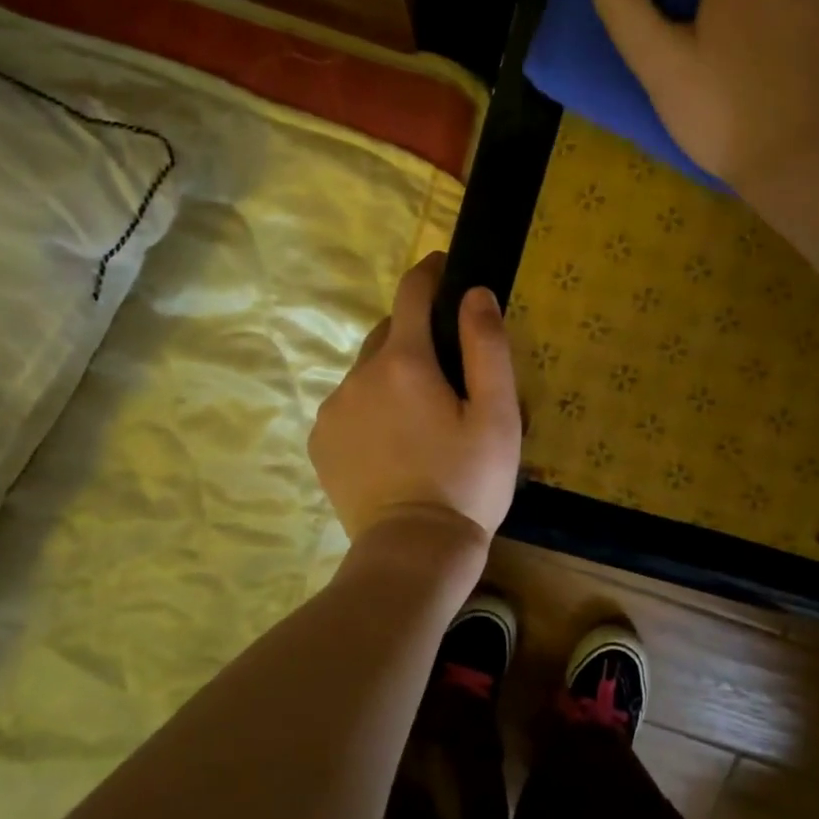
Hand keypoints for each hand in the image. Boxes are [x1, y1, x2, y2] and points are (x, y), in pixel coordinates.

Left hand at [309, 253, 521, 548]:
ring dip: (392, 374)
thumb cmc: (467, 482)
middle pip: (388, 332)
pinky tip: (392, 442)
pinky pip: (349, 404)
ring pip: (367, 371)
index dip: (430, 273)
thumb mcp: (497, 415)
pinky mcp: (321, 440)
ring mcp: (332, 408)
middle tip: (448, 372)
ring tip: (421, 416)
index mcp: (404, 361)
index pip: (412, 293)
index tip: (445, 267)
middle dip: (416, 335)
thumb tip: (474, 293)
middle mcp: (359, 374)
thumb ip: (487, 346)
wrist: (413, 552)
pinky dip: (370, 405)